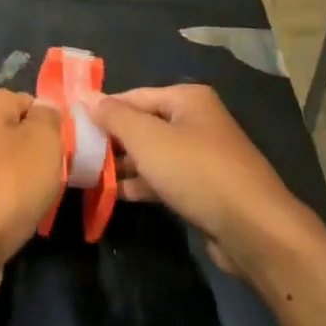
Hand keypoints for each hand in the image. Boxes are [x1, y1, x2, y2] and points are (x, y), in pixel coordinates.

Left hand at [0, 90, 62, 302]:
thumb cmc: (8, 184)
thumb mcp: (44, 141)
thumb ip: (49, 117)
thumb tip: (43, 109)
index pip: (29, 102)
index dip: (51, 125)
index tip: (63, 151)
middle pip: (16, 134)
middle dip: (37, 155)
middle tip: (54, 177)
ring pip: (5, 165)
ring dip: (23, 182)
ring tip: (37, 202)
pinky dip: (6, 204)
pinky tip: (17, 220)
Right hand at [89, 85, 321, 278]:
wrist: (253, 229)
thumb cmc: (197, 171)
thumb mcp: (148, 139)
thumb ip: (115, 117)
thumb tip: (88, 98)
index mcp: (188, 99)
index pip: (134, 96)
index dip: (103, 109)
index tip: (72, 125)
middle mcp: (197, 120)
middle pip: (144, 124)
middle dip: (113, 139)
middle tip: (77, 154)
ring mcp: (203, 155)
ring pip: (154, 154)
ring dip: (125, 165)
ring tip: (89, 176)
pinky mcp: (205, 188)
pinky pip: (165, 178)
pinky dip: (143, 183)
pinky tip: (117, 195)